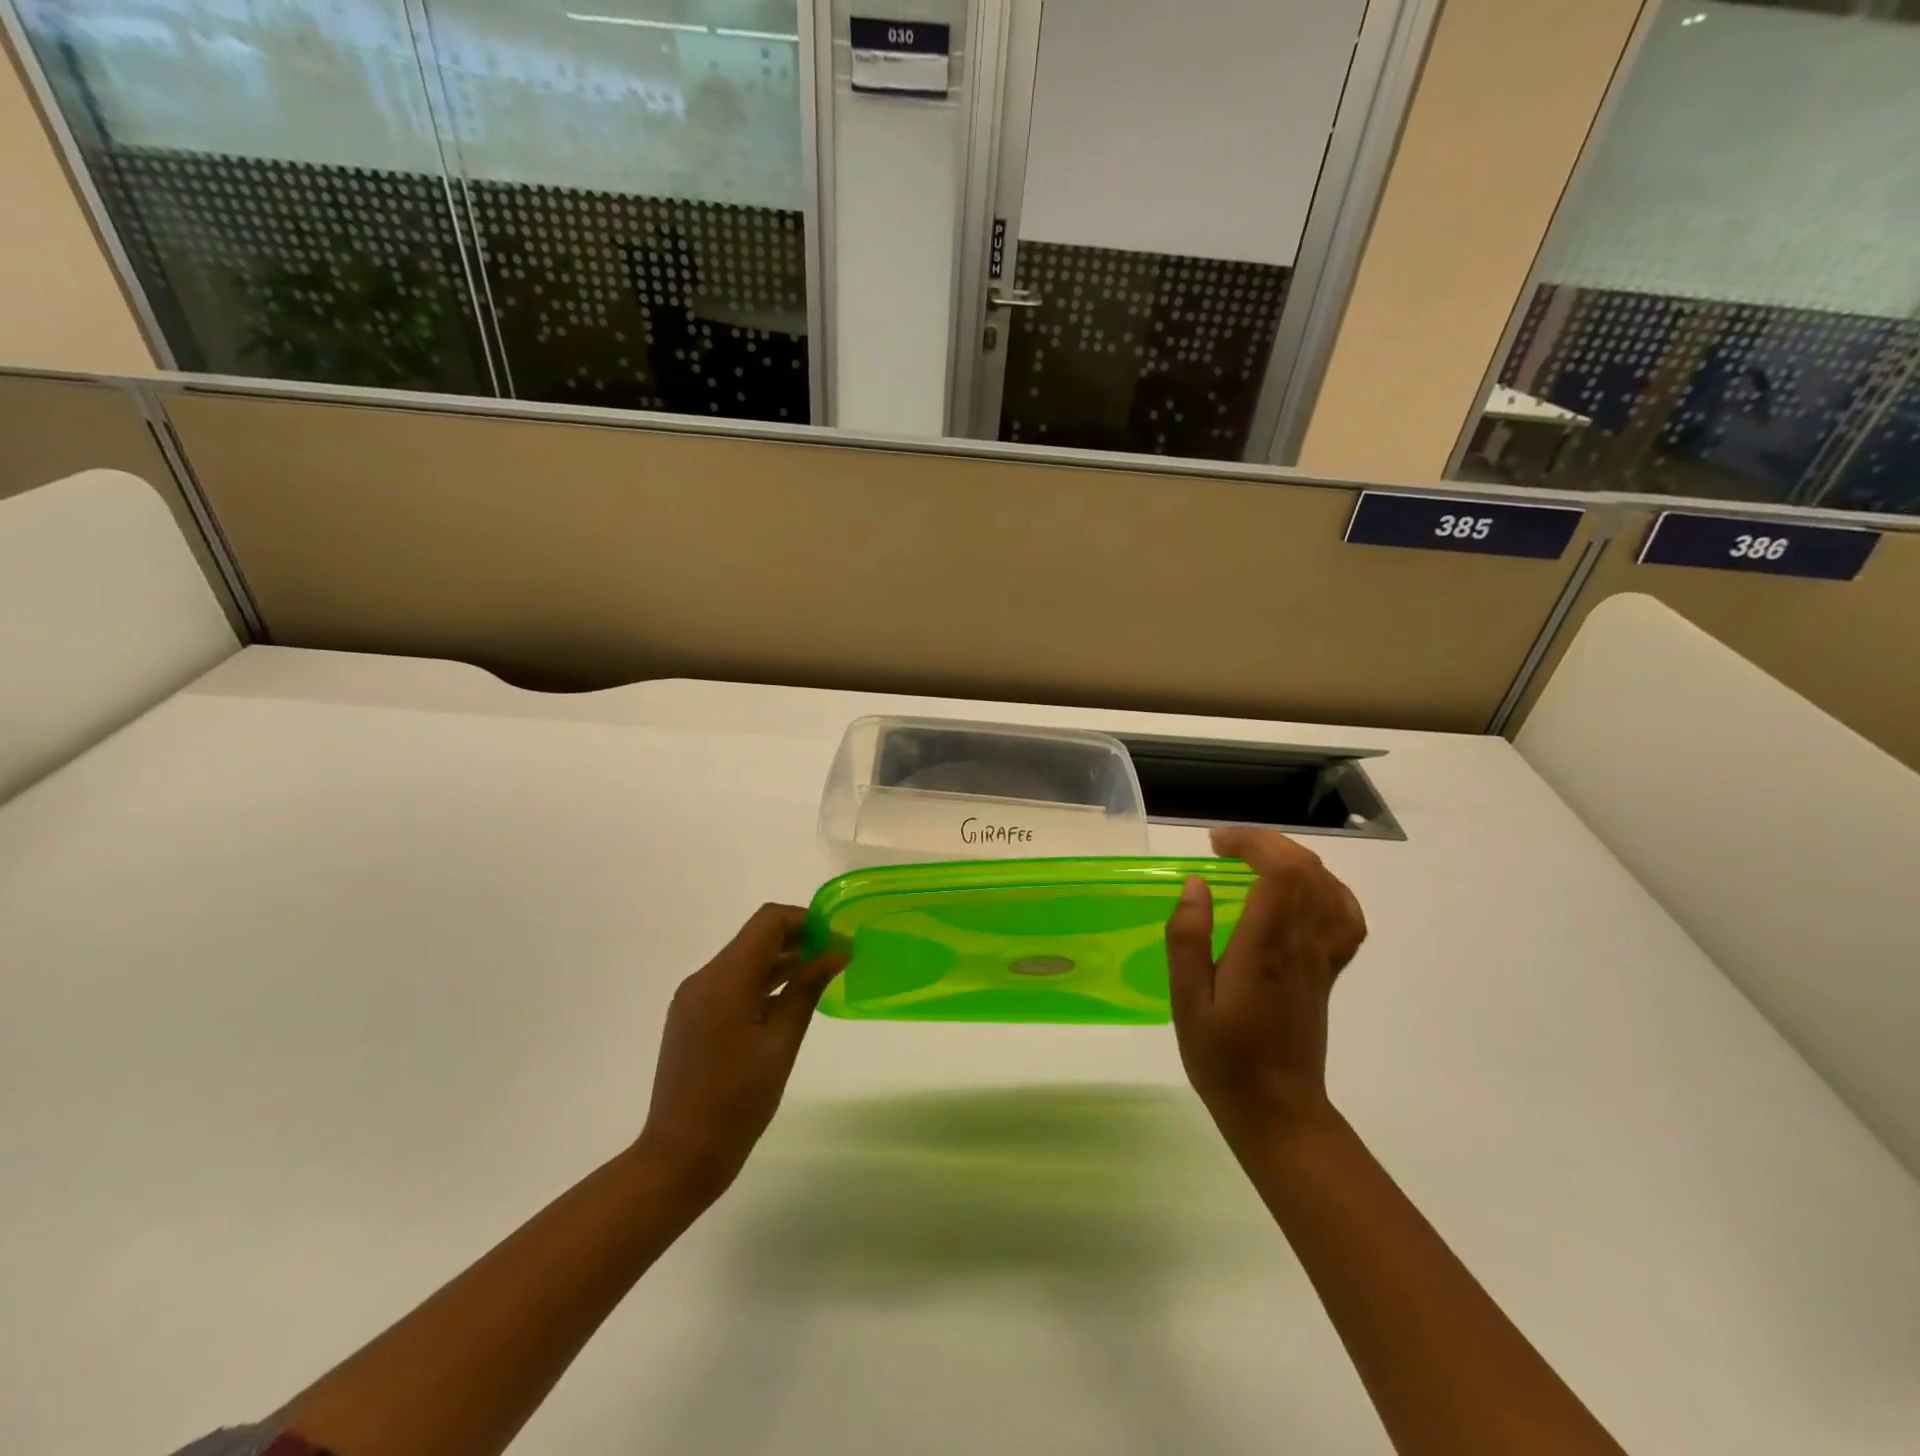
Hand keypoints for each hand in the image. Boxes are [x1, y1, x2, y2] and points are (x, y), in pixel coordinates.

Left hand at [634, 904, 846, 1202]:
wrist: (680, 1156)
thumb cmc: (737, 1103)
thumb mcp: (781, 1044)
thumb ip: (807, 990)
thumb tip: (836, 953)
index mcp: (724, 980)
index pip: (768, 922)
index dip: (806, 920)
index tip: (837, 939)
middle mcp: (704, 979)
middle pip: (756, 937)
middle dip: (798, 939)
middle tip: (836, 957)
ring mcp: (694, 998)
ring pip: (744, 959)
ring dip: (781, 960)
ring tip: (821, 975)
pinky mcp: (692, 1016)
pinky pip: (732, 982)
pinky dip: (762, 981)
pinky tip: (789, 999)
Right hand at [1165, 827, 1366, 1146]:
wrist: (1277, 1109)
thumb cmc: (1223, 1057)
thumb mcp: (1187, 1001)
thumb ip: (1188, 939)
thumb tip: (1195, 885)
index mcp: (1266, 949)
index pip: (1282, 873)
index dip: (1254, 844)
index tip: (1216, 844)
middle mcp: (1302, 946)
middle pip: (1306, 871)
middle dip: (1267, 844)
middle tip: (1225, 848)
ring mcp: (1322, 958)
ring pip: (1327, 887)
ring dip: (1292, 860)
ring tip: (1254, 861)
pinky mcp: (1328, 972)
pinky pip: (1344, 918)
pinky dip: (1326, 890)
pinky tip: (1301, 892)